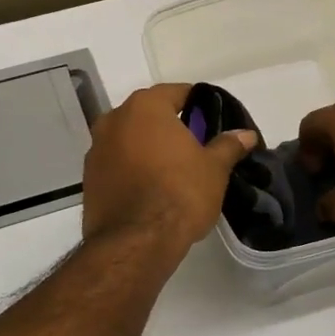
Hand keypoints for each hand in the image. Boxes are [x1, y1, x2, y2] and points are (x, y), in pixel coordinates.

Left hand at [82, 84, 257, 258]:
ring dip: (148, 149)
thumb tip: (245, 134)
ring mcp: (96, 150)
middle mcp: (114, 120)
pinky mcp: (88, 179)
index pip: (176, 92)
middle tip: (195, 147)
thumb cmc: (180, 194)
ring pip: (129, 140)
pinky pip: (117, 164)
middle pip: (149, 115)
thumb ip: (228, 145)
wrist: (135, 242)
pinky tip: (150, 189)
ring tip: (172, 171)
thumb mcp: (214, 169)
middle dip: (170, 127)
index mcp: (145, 107)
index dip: (198, 104)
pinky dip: (132, 170)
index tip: (212, 121)